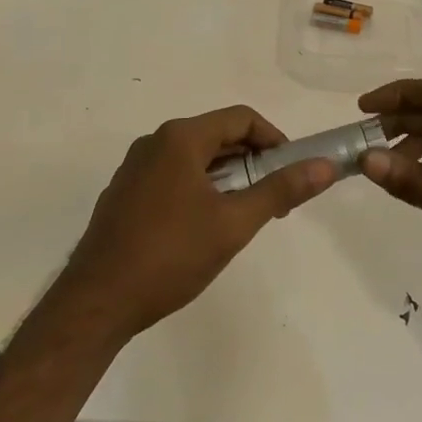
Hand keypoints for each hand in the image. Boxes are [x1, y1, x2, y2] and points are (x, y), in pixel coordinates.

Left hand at [59, 106, 334, 341]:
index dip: (275, 139)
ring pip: (195, 158)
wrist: (96, 303)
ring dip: (228, 176)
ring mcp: (135, 167)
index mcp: (180, 138)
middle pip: (218, 135)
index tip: (293, 170)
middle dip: (253, 161)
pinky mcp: (124, 193)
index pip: (241, 118)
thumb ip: (280, 189)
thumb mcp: (234, 223)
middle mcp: (155, 142)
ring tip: (245, 214)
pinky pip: (173, 175)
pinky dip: (200, 188)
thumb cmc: (170, 256)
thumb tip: (324, 166)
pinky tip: (205, 227)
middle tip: (275, 197)